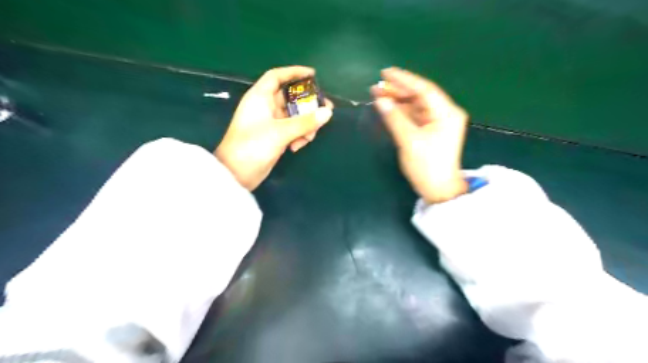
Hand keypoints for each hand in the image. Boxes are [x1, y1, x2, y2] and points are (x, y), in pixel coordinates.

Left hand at [215, 65, 333, 188]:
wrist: (236, 173)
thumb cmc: (253, 145)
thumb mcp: (281, 132)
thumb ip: (305, 122)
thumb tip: (327, 112)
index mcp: (260, 97)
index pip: (277, 76)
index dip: (294, 72)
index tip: (313, 74)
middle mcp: (265, 107)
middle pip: (291, 98)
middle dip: (308, 104)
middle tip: (326, 109)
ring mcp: (270, 123)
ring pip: (294, 116)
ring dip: (305, 124)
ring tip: (310, 136)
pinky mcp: (274, 137)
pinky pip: (292, 130)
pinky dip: (298, 136)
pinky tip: (298, 146)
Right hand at [373, 68, 468, 204]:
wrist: (438, 189)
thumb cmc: (426, 166)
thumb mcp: (409, 141)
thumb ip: (394, 118)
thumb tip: (380, 100)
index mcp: (446, 113)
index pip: (424, 89)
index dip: (404, 80)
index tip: (385, 73)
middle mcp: (444, 113)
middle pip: (419, 96)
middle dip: (398, 90)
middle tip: (376, 86)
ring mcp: (437, 123)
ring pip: (415, 106)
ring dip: (398, 101)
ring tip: (377, 95)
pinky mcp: (430, 131)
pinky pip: (414, 116)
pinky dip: (401, 112)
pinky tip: (388, 108)